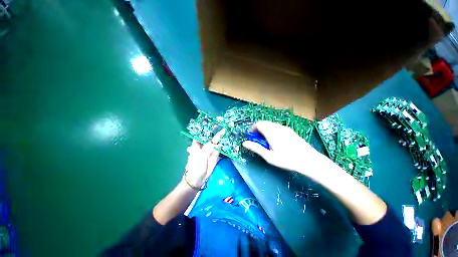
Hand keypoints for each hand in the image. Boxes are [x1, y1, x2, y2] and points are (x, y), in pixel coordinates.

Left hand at [184, 129, 224, 188]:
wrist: (197, 180)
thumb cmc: (195, 166)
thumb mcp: (201, 155)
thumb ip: (209, 147)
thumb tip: (218, 138)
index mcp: (197, 143)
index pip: (203, 132)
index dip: (208, 127)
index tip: (216, 121)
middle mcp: (204, 145)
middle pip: (211, 136)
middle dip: (217, 131)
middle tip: (225, 124)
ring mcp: (211, 150)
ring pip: (216, 142)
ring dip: (222, 137)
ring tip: (229, 130)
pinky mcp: (216, 155)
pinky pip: (220, 148)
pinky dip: (224, 145)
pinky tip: (229, 140)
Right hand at [242, 121, 322, 171]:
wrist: (309, 160)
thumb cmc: (287, 159)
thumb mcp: (269, 156)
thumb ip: (256, 148)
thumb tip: (244, 143)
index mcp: (271, 132)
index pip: (258, 124)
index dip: (253, 129)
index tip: (251, 136)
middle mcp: (277, 127)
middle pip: (264, 123)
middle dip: (258, 129)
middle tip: (258, 139)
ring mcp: (284, 128)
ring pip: (270, 124)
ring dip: (265, 129)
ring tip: (266, 141)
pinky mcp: (290, 130)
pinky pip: (277, 126)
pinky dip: (272, 130)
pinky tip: (275, 140)